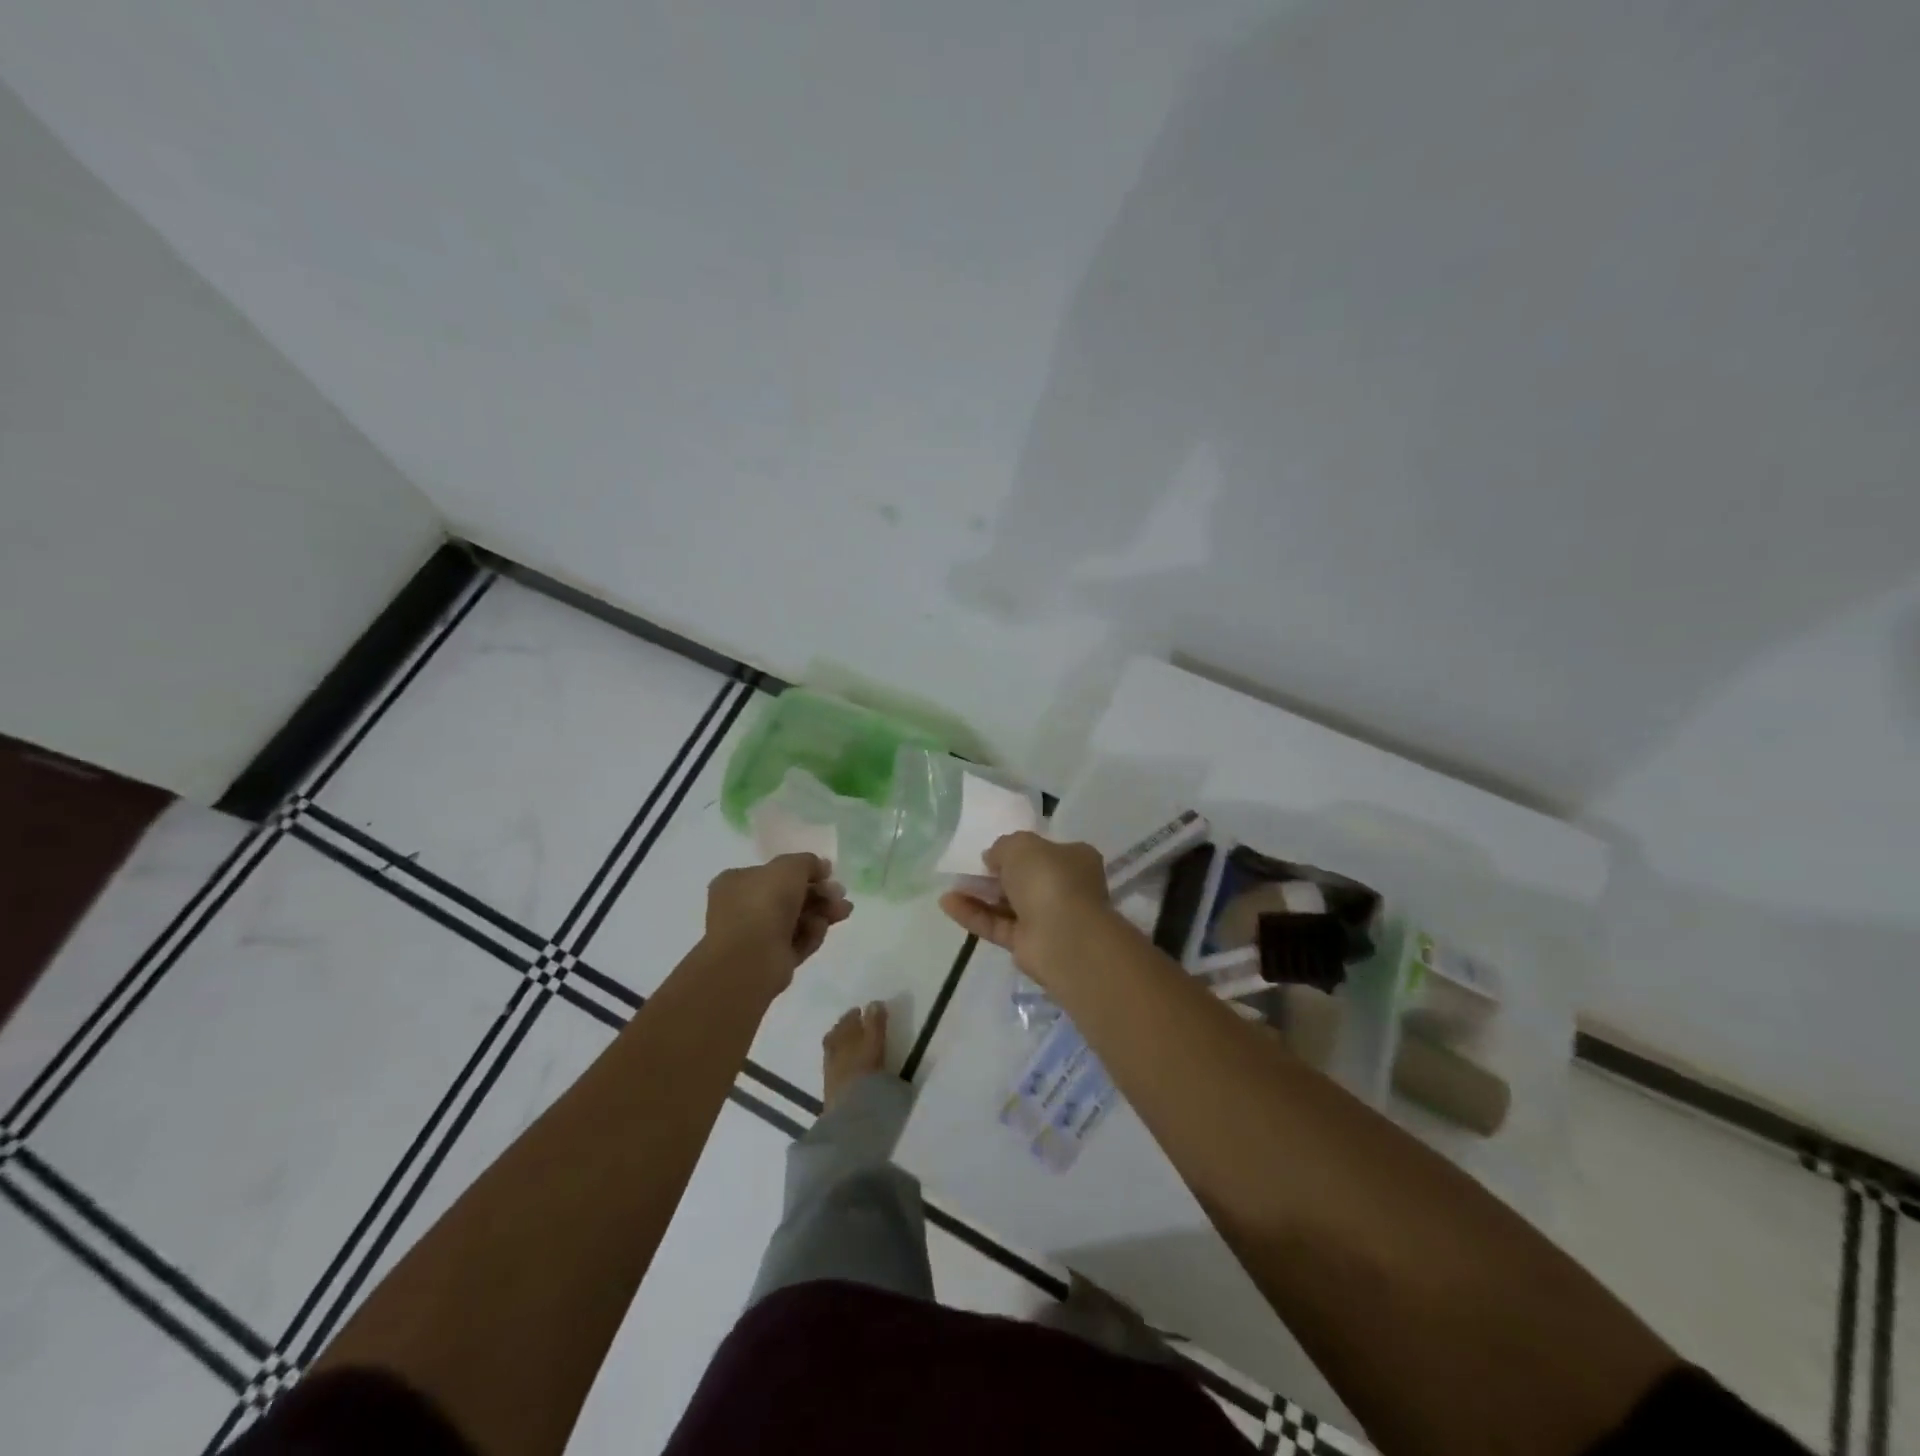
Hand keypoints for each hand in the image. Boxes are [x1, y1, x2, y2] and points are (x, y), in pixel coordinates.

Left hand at [704, 854, 852, 991]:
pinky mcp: (772, 961)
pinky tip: (822, 929)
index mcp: (738, 883)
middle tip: (840, 894)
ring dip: (821, 913)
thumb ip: (808, 863)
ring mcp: (757, 936)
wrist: (750, 957)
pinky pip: (797, 943)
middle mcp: (744, 908)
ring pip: (796, 920)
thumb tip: (822, 867)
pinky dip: (812, 935)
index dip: (804, 872)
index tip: (828, 874)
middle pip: (789, 897)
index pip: (775, 874)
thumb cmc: (763, 903)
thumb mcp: (788, 868)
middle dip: (819, 894)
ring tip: (843, 911)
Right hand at [938, 832, 1113, 983]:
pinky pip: (997, 925)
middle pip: (1024, 878)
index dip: (1018, 850)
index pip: (1045, 851)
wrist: (1063, 937)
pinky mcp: (1028, 944)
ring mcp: (1047, 918)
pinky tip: (947, 903)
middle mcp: (1064, 888)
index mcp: (1075, 859)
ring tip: (950, 886)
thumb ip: (1003, 846)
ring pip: (1007, 904)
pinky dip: (973, 915)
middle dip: (995, 874)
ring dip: (979, 894)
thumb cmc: (1049, 879)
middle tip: (967, 869)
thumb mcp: (1021, 846)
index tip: (993, 851)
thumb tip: (993, 858)